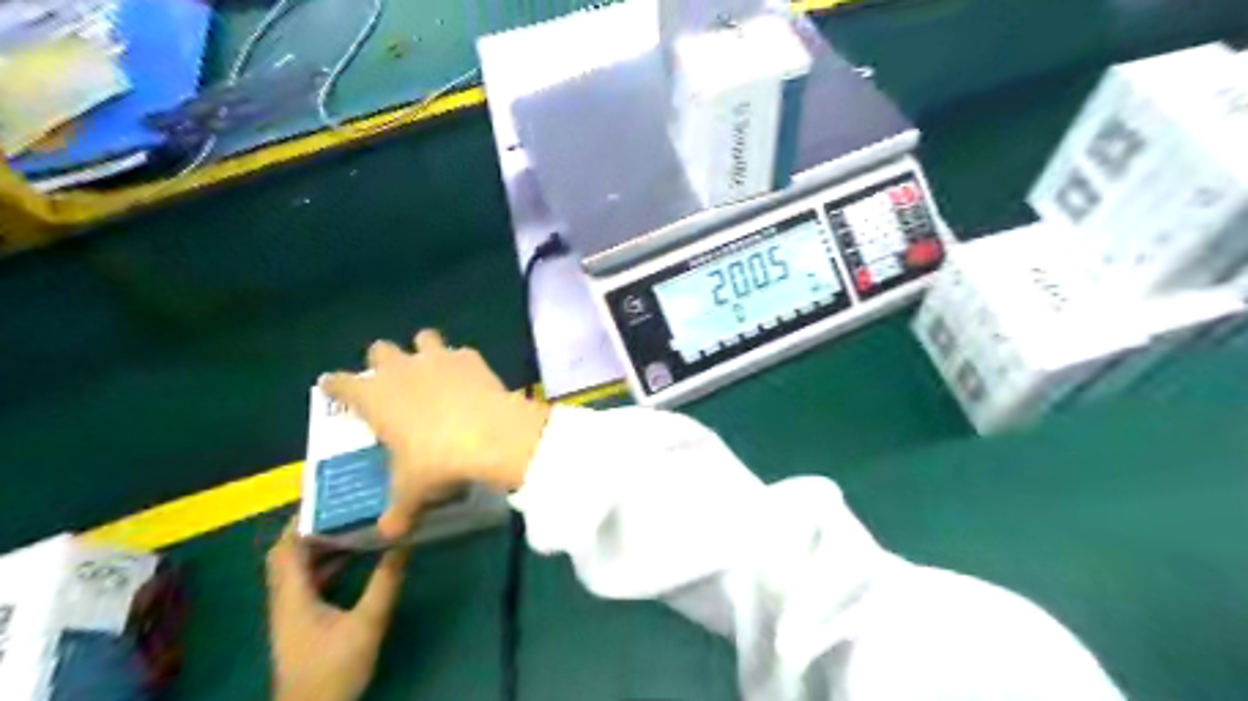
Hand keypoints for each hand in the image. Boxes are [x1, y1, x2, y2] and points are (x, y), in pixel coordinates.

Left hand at [268, 523, 410, 700]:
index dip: (301, 521)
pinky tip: (355, 559)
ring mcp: (291, 612)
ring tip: (354, 524)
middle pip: (288, 554)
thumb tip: (404, 542)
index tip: (328, 497)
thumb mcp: (368, 623)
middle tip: (345, 506)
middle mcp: (285, 599)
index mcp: (293, 596)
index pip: (285, 548)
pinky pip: (308, 582)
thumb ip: (385, 582)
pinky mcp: (300, 622)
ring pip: (298, 568)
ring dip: (321, 545)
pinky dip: (326, 564)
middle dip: (313, 528)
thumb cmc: (334, 668)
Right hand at [320, 332, 550, 540]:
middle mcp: (400, 369)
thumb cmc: (437, 462)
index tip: (335, 389)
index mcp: (373, 397)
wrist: (490, 435)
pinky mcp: (470, 357)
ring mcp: (437, 358)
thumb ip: (397, 513)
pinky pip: (461, 352)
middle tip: (392, 382)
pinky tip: (470, 380)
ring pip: (422, 337)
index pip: (339, 383)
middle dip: (382, 362)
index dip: (336, 385)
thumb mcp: (412, 493)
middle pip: (379, 349)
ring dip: (424, 350)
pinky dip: (462, 362)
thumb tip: (389, 534)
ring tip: (433, 371)